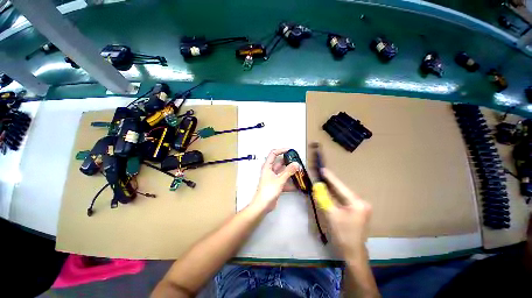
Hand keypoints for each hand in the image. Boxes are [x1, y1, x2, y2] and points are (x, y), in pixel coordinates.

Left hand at [251, 148, 299, 211]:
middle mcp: (269, 172)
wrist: (263, 205)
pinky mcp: (275, 186)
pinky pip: (284, 181)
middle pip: (279, 163)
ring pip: (282, 172)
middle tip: (297, 162)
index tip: (290, 150)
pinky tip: (297, 185)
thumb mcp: (280, 180)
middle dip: (288, 162)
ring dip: (290, 172)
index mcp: (267, 167)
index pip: (273, 154)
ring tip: (299, 172)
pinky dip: (290, 182)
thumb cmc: (268, 191)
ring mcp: (272, 179)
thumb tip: (296, 164)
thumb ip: (289, 171)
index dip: (281, 150)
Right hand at [319, 168, 371, 259]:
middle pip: (346, 193)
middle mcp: (364, 203)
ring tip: (326, 187)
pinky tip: (334, 200)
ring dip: (337, 194)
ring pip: (347, 199)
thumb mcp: (332, 217)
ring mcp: (364, 209)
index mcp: (358, 203)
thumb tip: (318, 188)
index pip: (342, 188)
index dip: (332, 179)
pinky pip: (350, 205)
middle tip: (323, 178)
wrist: (353, 251)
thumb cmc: (342, 235)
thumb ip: (325, 200)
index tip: (323, 169)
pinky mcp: (362, 215)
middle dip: (334, 187)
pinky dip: (341, 202)